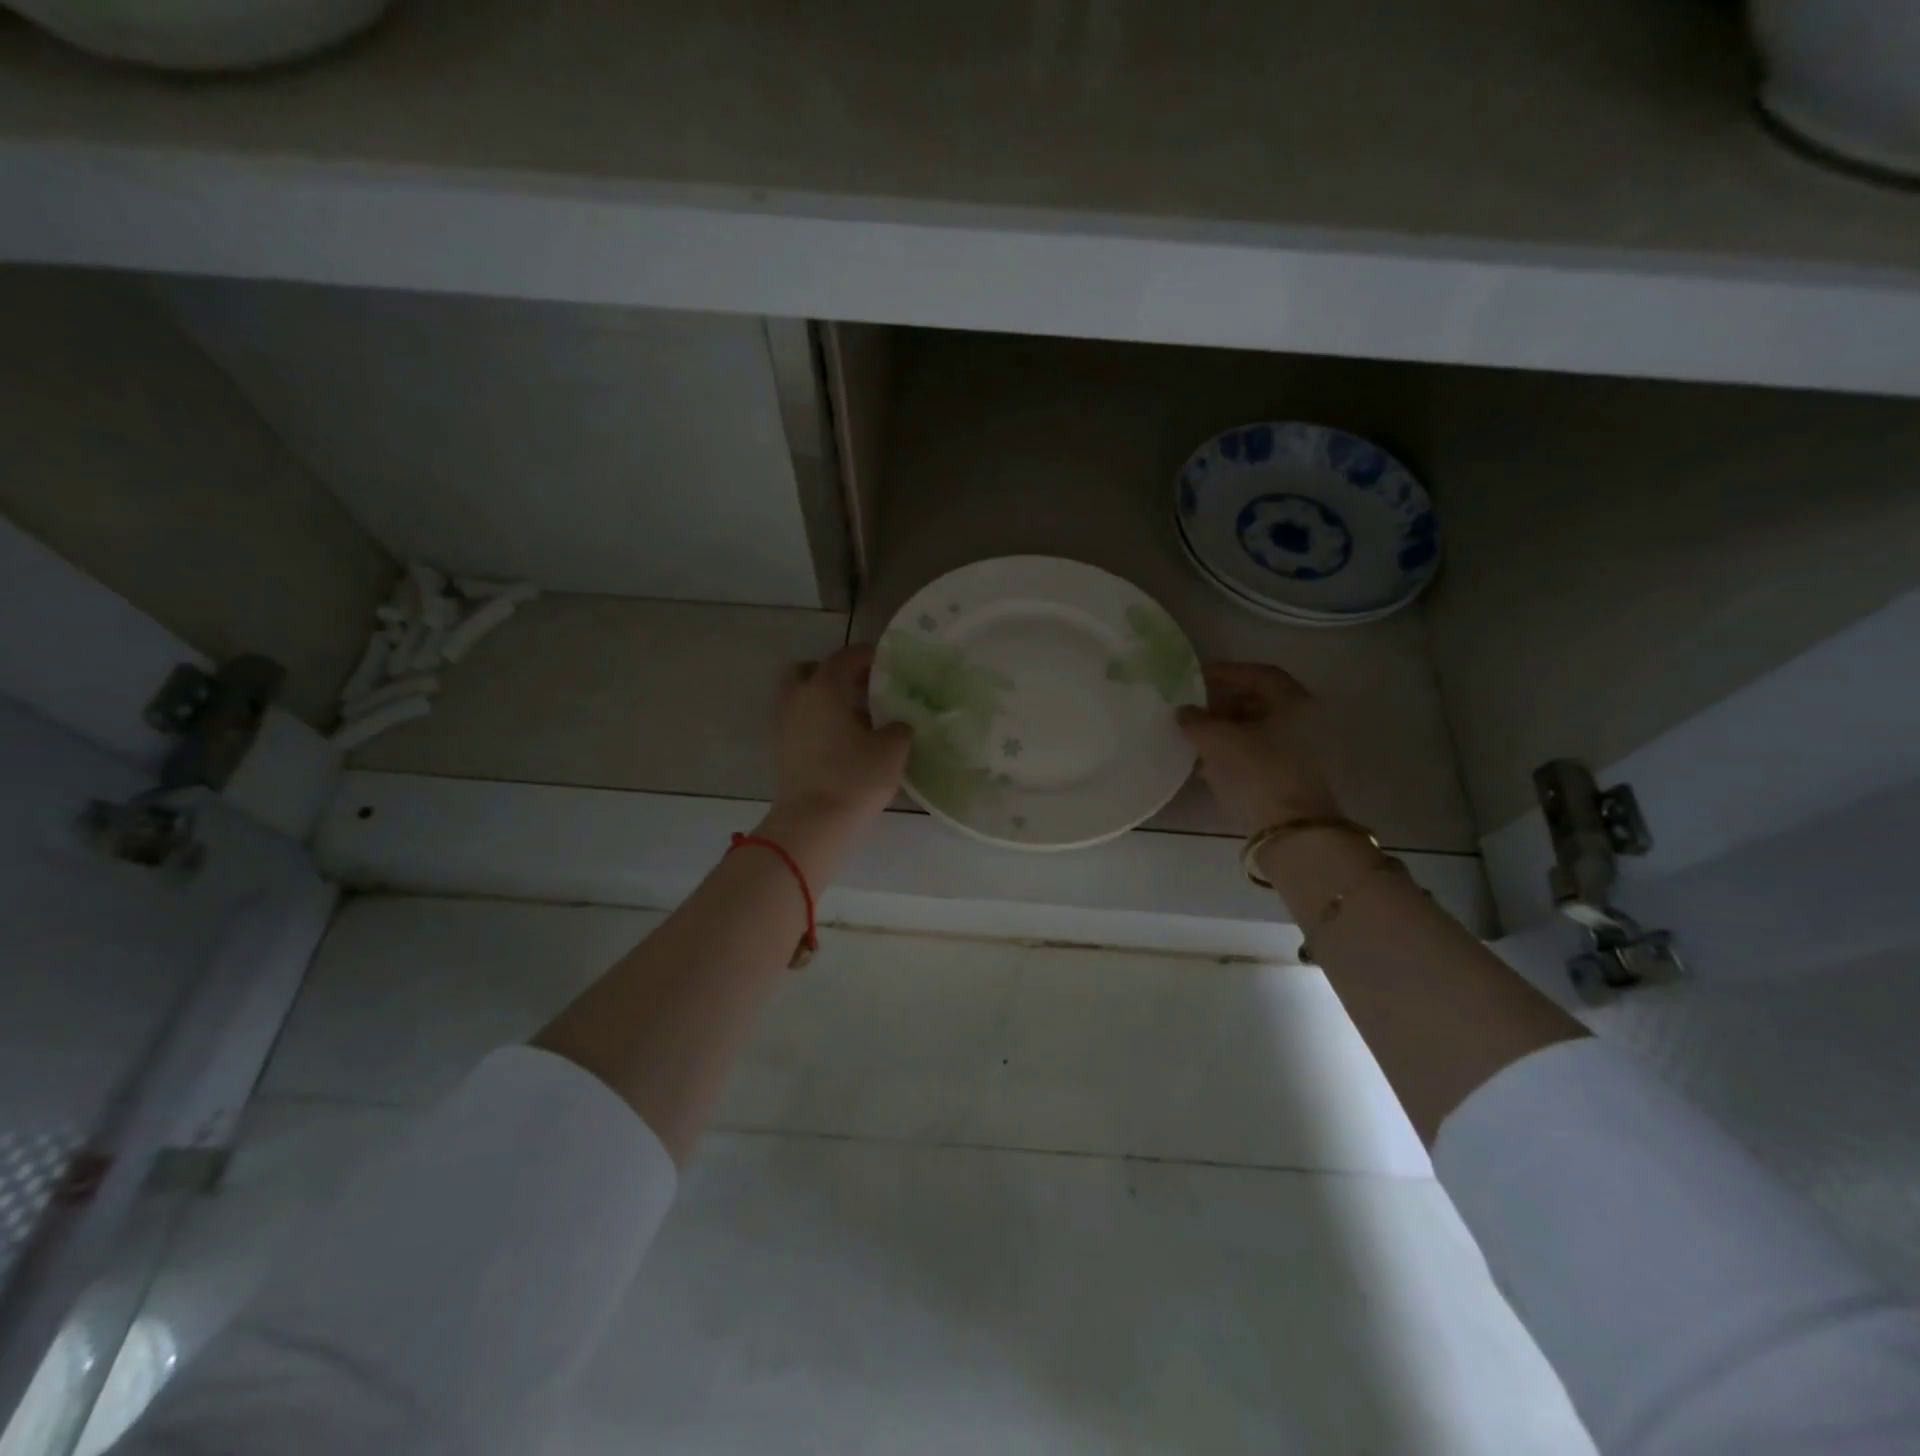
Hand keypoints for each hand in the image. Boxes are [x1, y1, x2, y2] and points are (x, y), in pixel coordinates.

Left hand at [761, 646, 910, 872]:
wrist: (812, 823)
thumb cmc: (854, 778)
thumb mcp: (892, 750)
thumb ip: (899, 728)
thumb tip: (897, 724)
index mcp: (824, 688)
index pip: (845, 657)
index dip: (867, 656)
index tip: (885, 662)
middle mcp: (799, 699)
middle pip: (809, 671)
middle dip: (834, 673)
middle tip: (861, 686)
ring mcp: (785, 726)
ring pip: (802, 698)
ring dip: (825, 700)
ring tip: (857, 717)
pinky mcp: (783, 751)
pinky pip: (801, 722)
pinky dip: (818, 721)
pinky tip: (844, 740)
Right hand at [1177, 663, 1341, 835]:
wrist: (1291, 832)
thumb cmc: (1256, 773)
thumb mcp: (1216, 741)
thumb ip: (1195, 720)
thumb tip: (1185, 712)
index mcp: (1294, 703)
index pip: (1259, 674)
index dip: (1226, 672)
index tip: (1196, 678)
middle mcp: (1306, 722)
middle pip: (1260, 702)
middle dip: (1223, 704)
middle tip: (1194, 712)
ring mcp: (1304, 753)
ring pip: (1259, 731)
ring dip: (1227, 731)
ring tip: (1196, 740)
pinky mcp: (1295, 779)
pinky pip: (1261, 755)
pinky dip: (1236, 753)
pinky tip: (1210, 765)